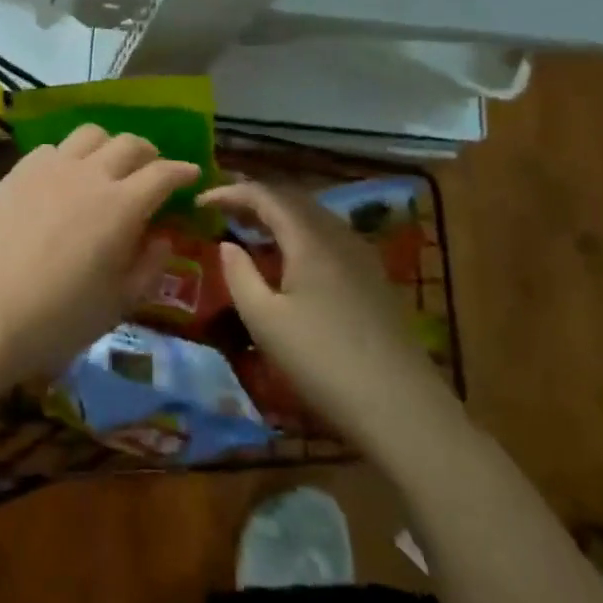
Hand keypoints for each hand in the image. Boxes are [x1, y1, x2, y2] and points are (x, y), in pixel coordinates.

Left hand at [0, 127, 199, 390]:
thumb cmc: (54, 319)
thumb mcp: (116, 304)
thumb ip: (148, 265)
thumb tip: (162, 236)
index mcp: (121, 206)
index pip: (164, 173)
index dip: (183, 172)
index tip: (193, 175)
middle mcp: (88, 174)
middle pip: (129, 143)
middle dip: (150, 154)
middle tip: (153, 172)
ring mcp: (48, 168)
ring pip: (90, 134)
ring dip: (109, 146)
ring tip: (108, 168)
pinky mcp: (16, 171)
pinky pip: (53, 148)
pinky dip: (70, 157)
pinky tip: (64, 179)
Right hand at [201, 180, 455, 449]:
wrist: (402, 410)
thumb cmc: (323, 362)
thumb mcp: (264, 321)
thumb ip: (239, 275)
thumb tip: (227, 245)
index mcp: (310, 239)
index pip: (265, 196)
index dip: (230, 192)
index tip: (200, 202)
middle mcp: (338, 237)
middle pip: (293, 200)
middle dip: (255, 199)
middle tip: (223, 210)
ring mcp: (362, 259)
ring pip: (314, 218)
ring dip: (279, 216)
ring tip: (251, 230)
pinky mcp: (374, 281)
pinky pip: (329, 238)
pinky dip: (300, 234)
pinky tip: (292, 260)